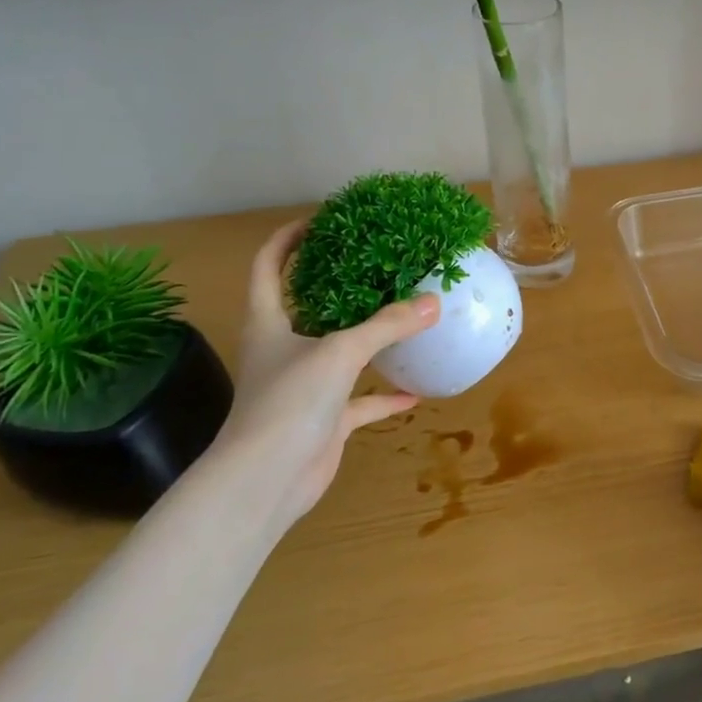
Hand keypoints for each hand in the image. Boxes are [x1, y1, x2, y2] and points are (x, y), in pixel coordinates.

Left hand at [206, 220, 439, 518]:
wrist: (266, 480)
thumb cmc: (289, 402)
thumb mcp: (340, 352)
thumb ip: (387, 326)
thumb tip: (434, 302)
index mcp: (269, 323)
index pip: (268, 266)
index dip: (287, 239)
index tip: (320, 220)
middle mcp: (282, 349)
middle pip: (306, 305)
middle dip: (335, 283)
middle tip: (374, 261)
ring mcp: (303, 387)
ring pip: (338, 352)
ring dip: (366, 338)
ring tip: (402, 315)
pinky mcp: (324, 419)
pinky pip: (360, 400)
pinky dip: (385, 395)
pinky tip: (415, 391)